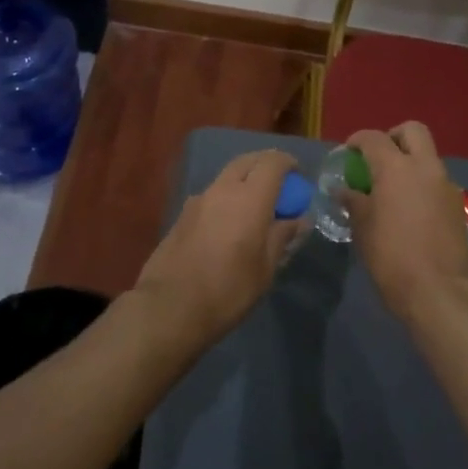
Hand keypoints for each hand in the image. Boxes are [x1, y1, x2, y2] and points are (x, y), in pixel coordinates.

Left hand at [134, 150, 298, 346]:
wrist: (169, 307)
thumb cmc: (228, 290)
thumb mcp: (265, 269)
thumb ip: (282, 237)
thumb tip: (298, 220)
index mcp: (249, 198)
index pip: (272, 162)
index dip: (288, 163)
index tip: (298, 176)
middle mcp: (222, 190)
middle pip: (246, 161)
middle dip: (265, 164)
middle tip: (279, 183)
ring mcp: (198, 200)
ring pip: (226, 176)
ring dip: (244, 181)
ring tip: (254, 206)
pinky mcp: (182, 215)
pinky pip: (211, 195)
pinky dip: (226, 198)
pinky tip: (228, 224)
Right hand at [345, 123, 467, 325]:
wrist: (439, 290)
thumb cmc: (391, 256)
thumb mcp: (362, 228)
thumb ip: (354, 201)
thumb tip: (344, 190)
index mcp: (396, 168)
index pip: (374, 138)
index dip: (357, 141)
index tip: (347, 153)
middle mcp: (425, 167)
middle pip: (412, 131)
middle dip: (393, 137)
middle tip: (378, 159)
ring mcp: (446, 185)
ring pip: (428, 157)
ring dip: (411, 163)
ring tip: (393, 190)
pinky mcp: (458, 205)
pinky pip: (437, 182)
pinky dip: (423, 185)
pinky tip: (412, 210)